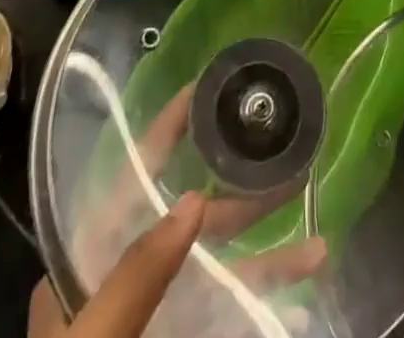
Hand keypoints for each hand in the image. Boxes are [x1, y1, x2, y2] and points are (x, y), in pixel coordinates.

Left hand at [29, 83, 326, 337]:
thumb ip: (135, 276)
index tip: (201, 89)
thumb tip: (193, 199)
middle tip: (284, 160)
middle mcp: (123, 283)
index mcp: (87, 267)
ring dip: (265, 249)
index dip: (163, 133)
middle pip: (186, 220)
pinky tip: (304, 284)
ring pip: (216, 269)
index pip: (129, 180)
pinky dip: (265, 295)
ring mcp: (156, 321)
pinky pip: (229, 313)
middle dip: (236, 192)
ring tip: (316, 233)